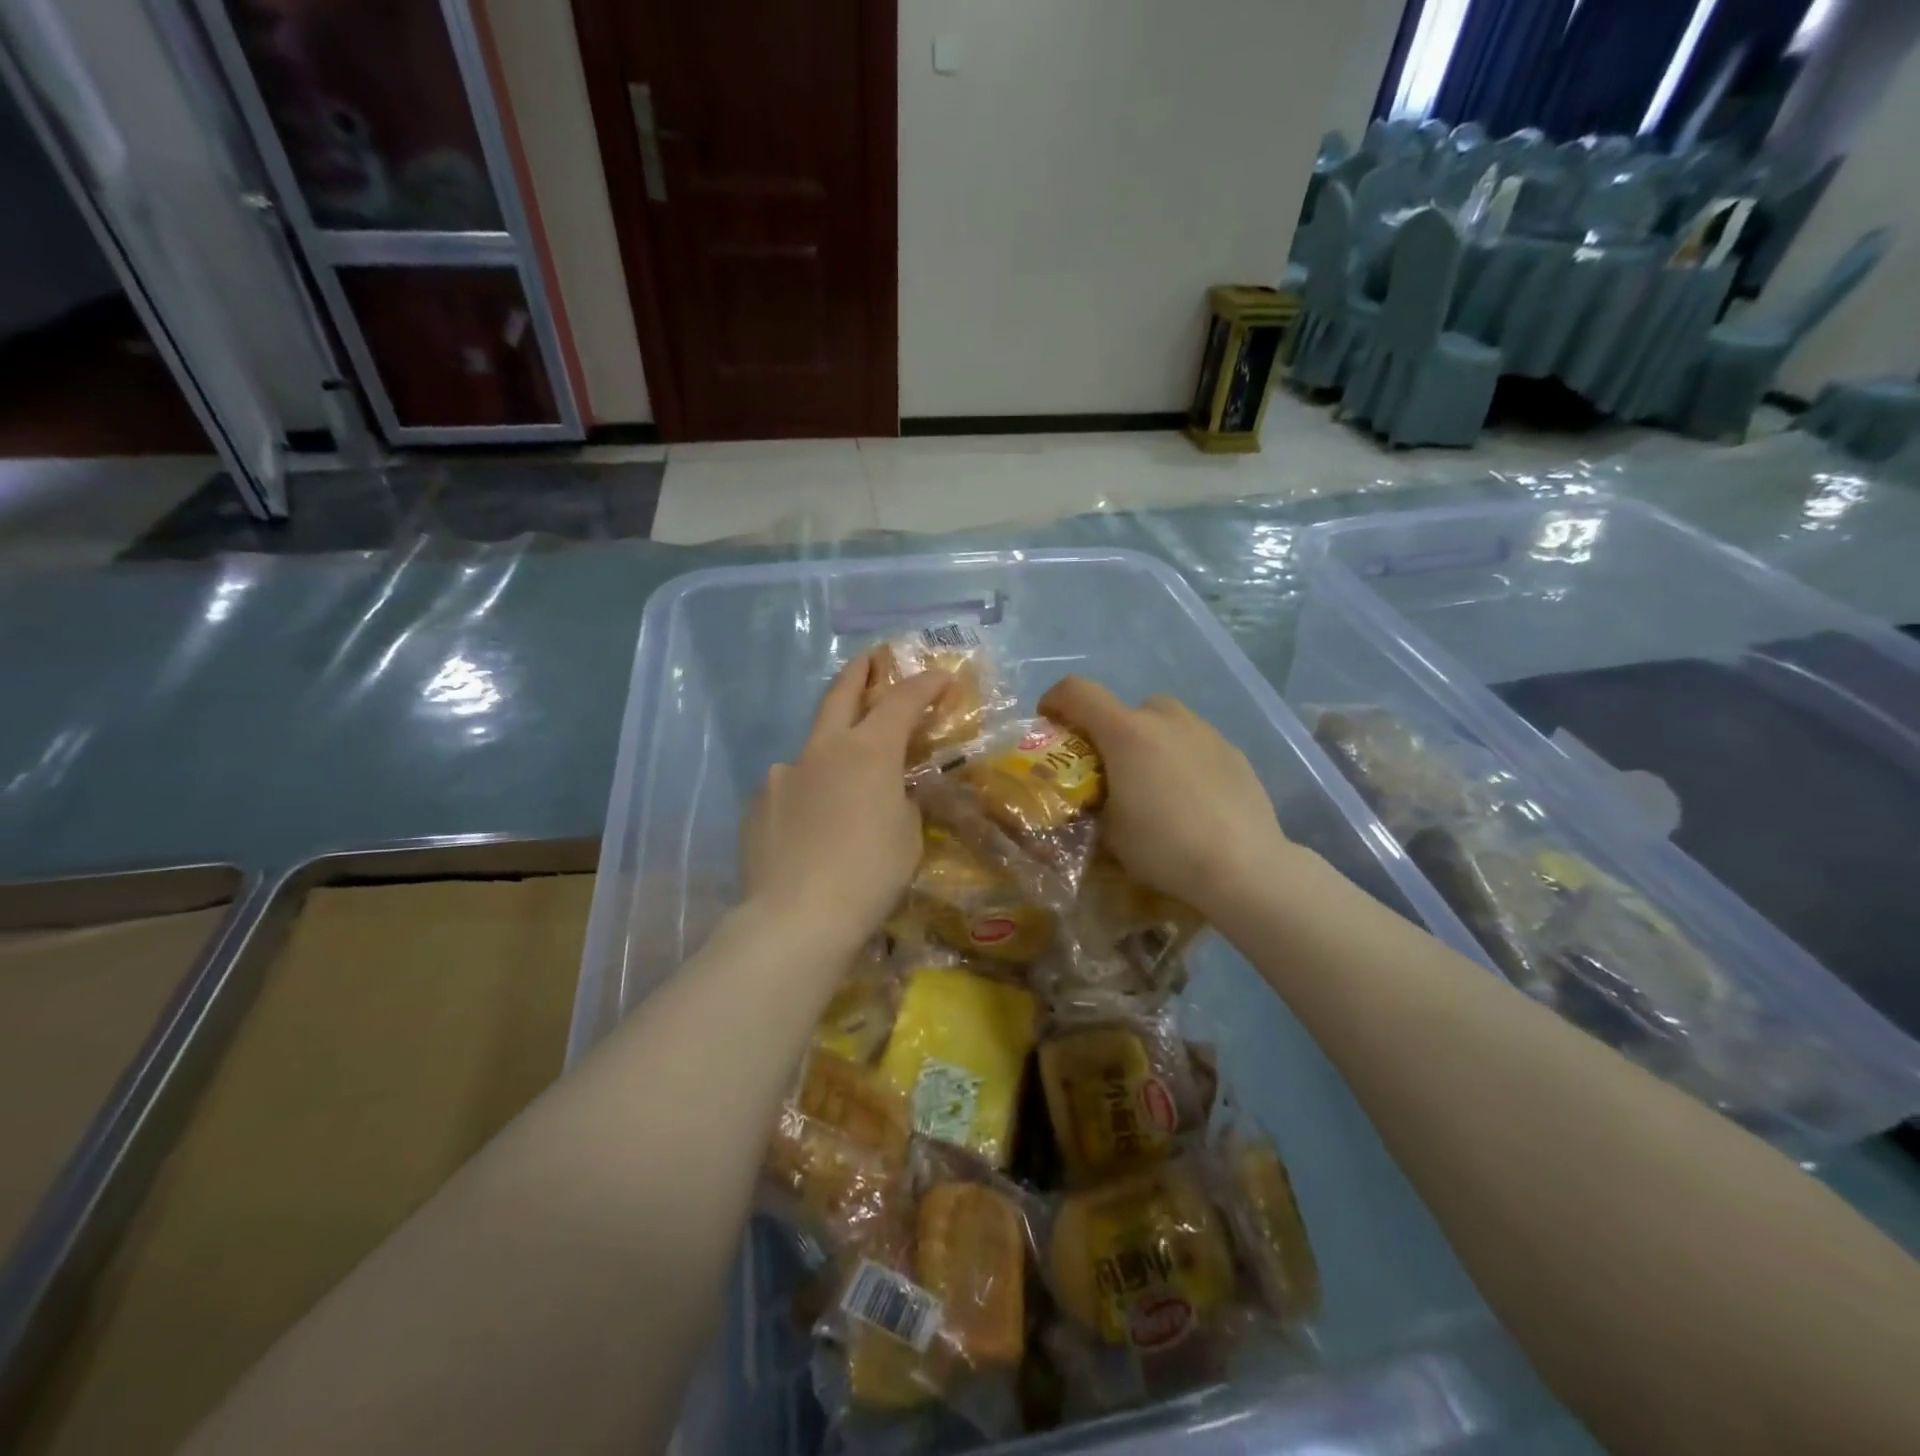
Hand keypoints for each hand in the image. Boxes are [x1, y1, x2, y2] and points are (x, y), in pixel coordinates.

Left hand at [742, 653, 951, 944]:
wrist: (796, 918)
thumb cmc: (869, 875)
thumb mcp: (907, 836)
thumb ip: (901, 800)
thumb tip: (890, 790)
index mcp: (868, 751)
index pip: (902, 701)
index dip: (925, 684)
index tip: (941, 677)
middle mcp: (822, 749)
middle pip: (841, 694)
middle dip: (861, 671)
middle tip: (873, 658)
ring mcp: (783, 773)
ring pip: (813, 748)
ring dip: (832, 752)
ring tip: (841, 787)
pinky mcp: (757, 802)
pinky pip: (790, 788)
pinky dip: (807, 794)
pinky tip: (810, 826)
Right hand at [1038, 676, 1294, 916]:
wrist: (1244, 866)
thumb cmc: (1165, 847)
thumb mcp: (1109, 832)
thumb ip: (1092, 802)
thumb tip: (1090, 797)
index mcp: (1125, 732)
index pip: (1076, 691)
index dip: (1054, 701)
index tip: (1049, 725)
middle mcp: (1165, 719)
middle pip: (1124, 708)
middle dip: (1109, 732)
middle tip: (1109, 770)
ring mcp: (1204, 731)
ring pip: (1164, 722)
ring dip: (1149, 741)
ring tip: (1154, 785)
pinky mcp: (1232, 751)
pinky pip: (1194, 742)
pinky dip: (1182, 757)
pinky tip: (1191, 798)